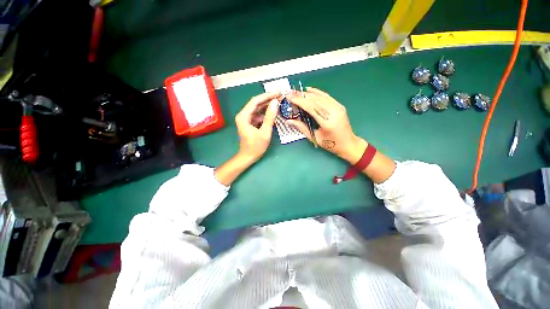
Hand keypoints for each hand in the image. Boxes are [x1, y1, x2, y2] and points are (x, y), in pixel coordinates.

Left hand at [234, 92, 279, 161]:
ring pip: (258, 109)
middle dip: (268, 100)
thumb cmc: (256, 147)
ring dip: (268, 106)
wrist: (248, 157)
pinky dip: (266, 114)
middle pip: (256, 103)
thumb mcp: (265, 132)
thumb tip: (275, 102)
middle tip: (280, 96)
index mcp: (244, 116)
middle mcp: (243, 115)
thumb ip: (270, 117)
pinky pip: (258, 115)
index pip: (255, 101)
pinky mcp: (250, 122)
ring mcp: (246, 119)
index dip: (267, 95)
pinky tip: (274, 113)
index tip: (278, 93)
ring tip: (279, 103)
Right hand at [286, 87, 366, 163]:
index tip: (289, 97)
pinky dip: (317, 92)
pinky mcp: (339, 106)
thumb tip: (289, 120)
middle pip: (315, 100)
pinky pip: (326, 96)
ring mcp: (338, 107)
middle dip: (301, 96)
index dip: (299, 101)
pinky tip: (309, 90)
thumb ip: (302, 128)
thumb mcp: (315, 138)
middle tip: (291, 93)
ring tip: (297, 92)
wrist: (348, 143)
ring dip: (307, 94)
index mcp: (327, 123)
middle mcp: (334, 113)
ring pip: (320, 97)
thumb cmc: (331, 144)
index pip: (311, 108)